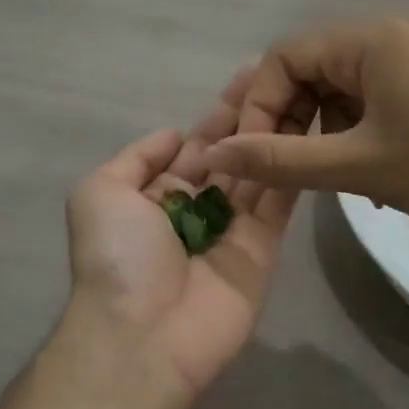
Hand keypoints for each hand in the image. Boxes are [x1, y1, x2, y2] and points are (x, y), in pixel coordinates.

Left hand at [59, 70, 302, 405]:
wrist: (143, 335)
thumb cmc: (116, 257)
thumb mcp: (99, 193)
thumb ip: (136, 158)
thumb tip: (174, 135)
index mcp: (156, 194)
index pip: (195, 145)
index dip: (219, 113)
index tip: (249, 75)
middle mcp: (196, 208)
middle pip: (231, 154)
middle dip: (252, 117)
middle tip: (284, 74)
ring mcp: (232, 229)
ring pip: (258, 172)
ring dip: (276, 135)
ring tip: (304, 92)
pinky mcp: (262, 250)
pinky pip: (278, 203)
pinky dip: (291, 169)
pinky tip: (310, 133)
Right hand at [201, 16, 408, 228]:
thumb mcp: (364, 165)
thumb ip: (285, 161)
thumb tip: (216, 154)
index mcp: (366, 40)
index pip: (281, 58)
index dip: (256, 108)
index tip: (255, 159)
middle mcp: (390, 35)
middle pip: (312, 71)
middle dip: (291, 124)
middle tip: (289, 175)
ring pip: (346, 90)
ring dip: (328, 134)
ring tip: (338, 182)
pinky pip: (381, 98)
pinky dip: (364, 133)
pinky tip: (377, 175)